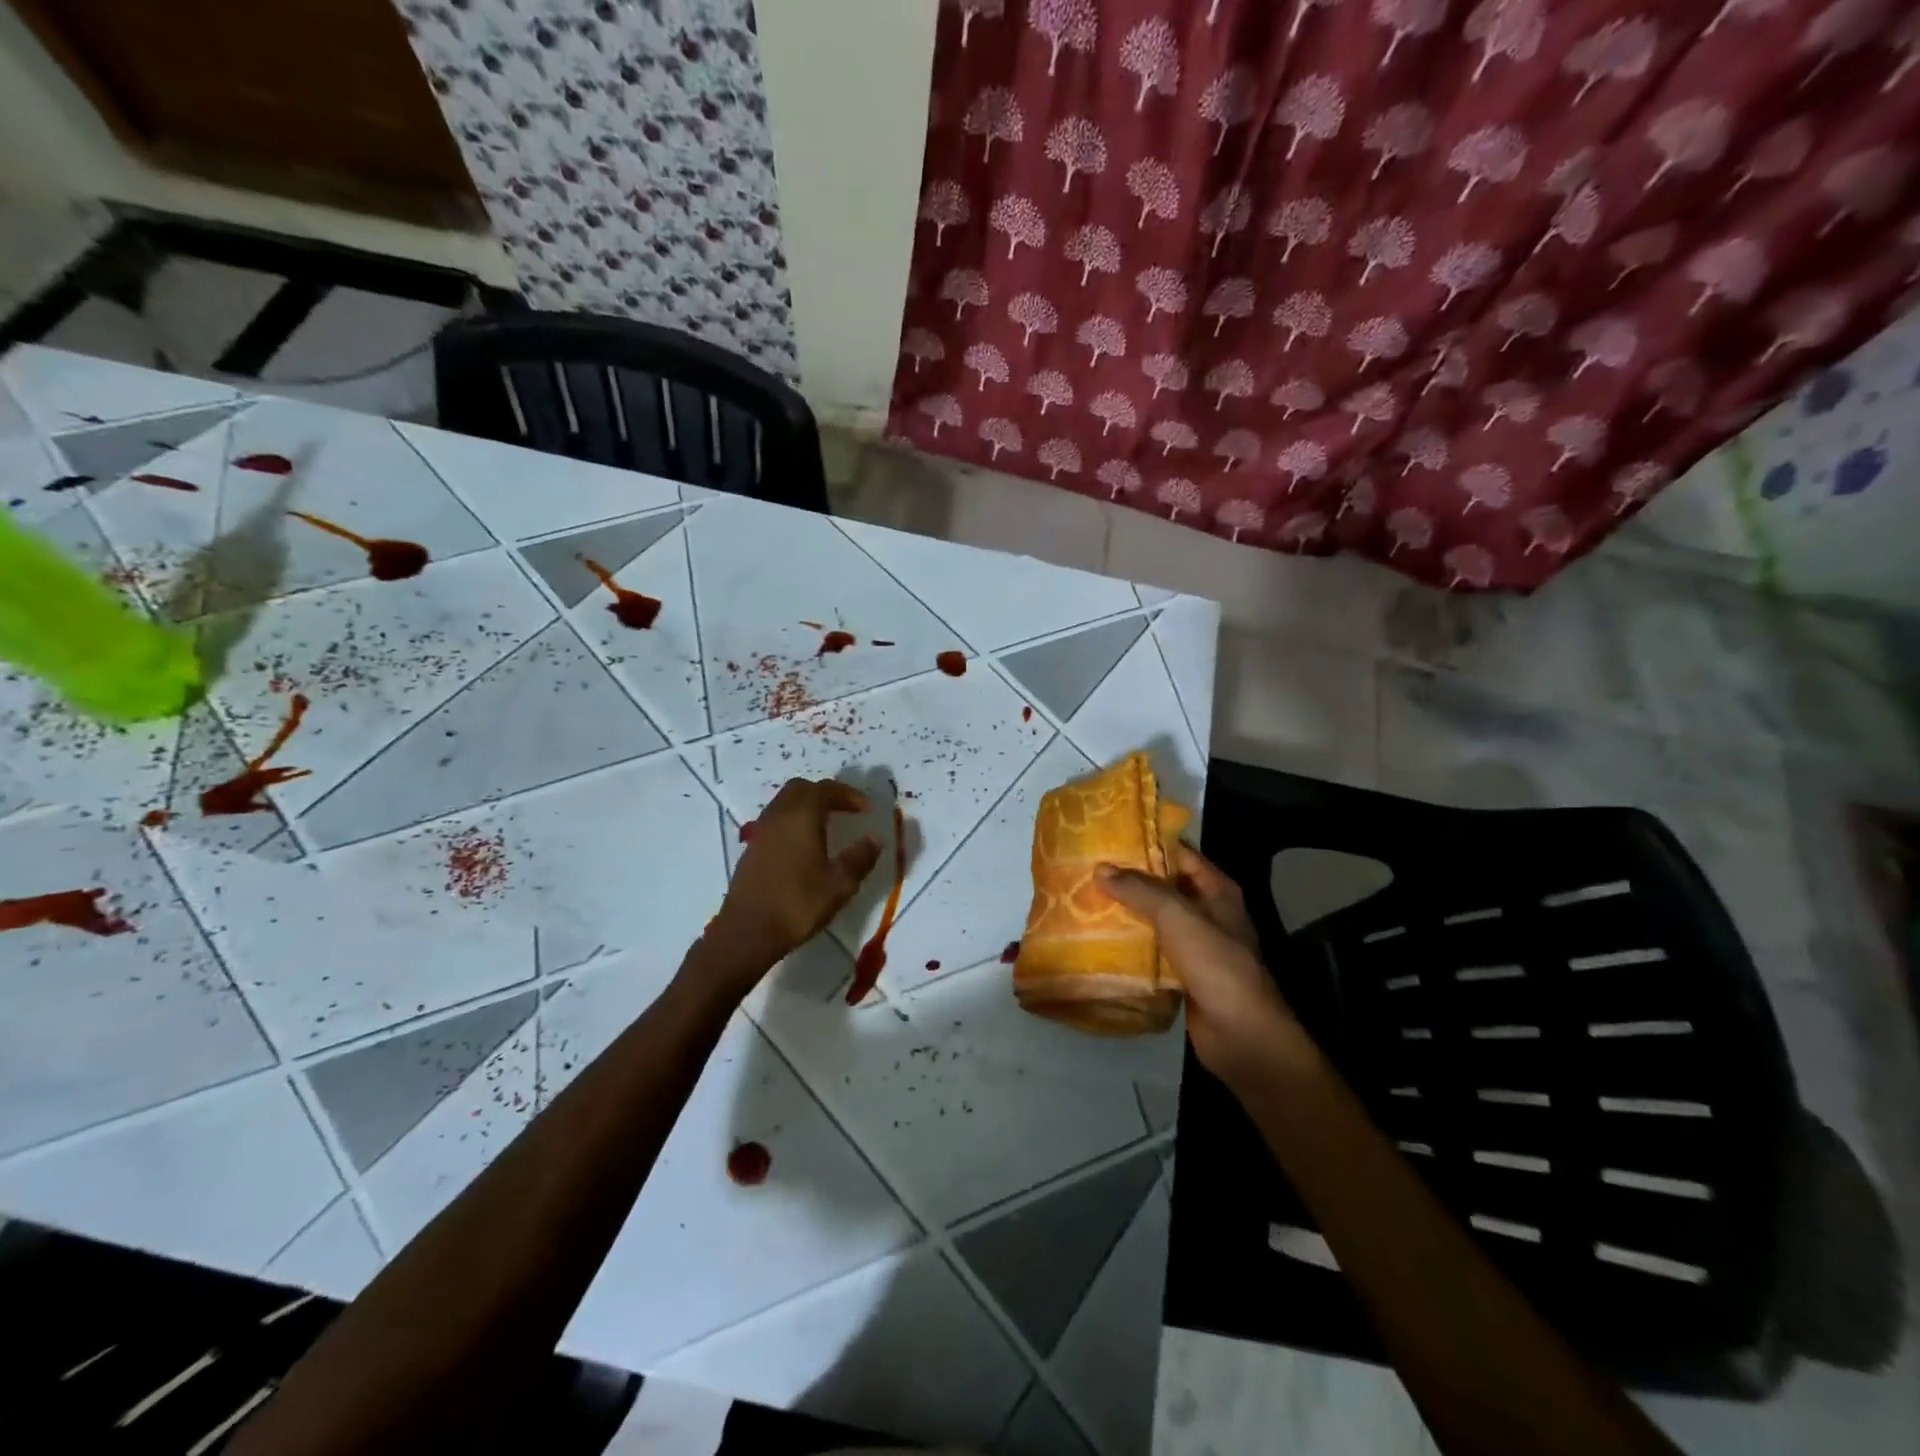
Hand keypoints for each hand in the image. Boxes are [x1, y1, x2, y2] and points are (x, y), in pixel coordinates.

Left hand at [707, 778, 880, 984]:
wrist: (747, 932)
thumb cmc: (797, 904)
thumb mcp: (839, 884)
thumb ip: (860, 858)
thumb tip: (874, 839)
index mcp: (801, 817)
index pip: (825, 789)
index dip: (848, 794)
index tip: (866, 809)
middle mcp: (778, 816)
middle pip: (801, 789)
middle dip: (825, 794)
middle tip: (846, 810)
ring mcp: (760, 832)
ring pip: (784, 803)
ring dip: (807, 806)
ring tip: (827, 825)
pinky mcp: (751, 849)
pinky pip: (775, 821)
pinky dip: (793, 822)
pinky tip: (804, 846)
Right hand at [1098, 844, 1298, 1087]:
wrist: (1241, 1035)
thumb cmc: (1216, 964)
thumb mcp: (1177, 917)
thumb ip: (1140, 890)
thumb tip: (1101, 869)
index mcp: (1216, 891)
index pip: (1180, 854)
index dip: (1149, 843)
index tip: (1110, 837)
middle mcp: (1208, 913)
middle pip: (1164, 886)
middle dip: (1130, 879)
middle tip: (1088, 867)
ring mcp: (1196, 945)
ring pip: (1155, 920)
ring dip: (1126, 912)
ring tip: (1085, 898)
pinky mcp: (1182, 974)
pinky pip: (1151, 950)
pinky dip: (1129, 944)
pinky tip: (1097, 939)